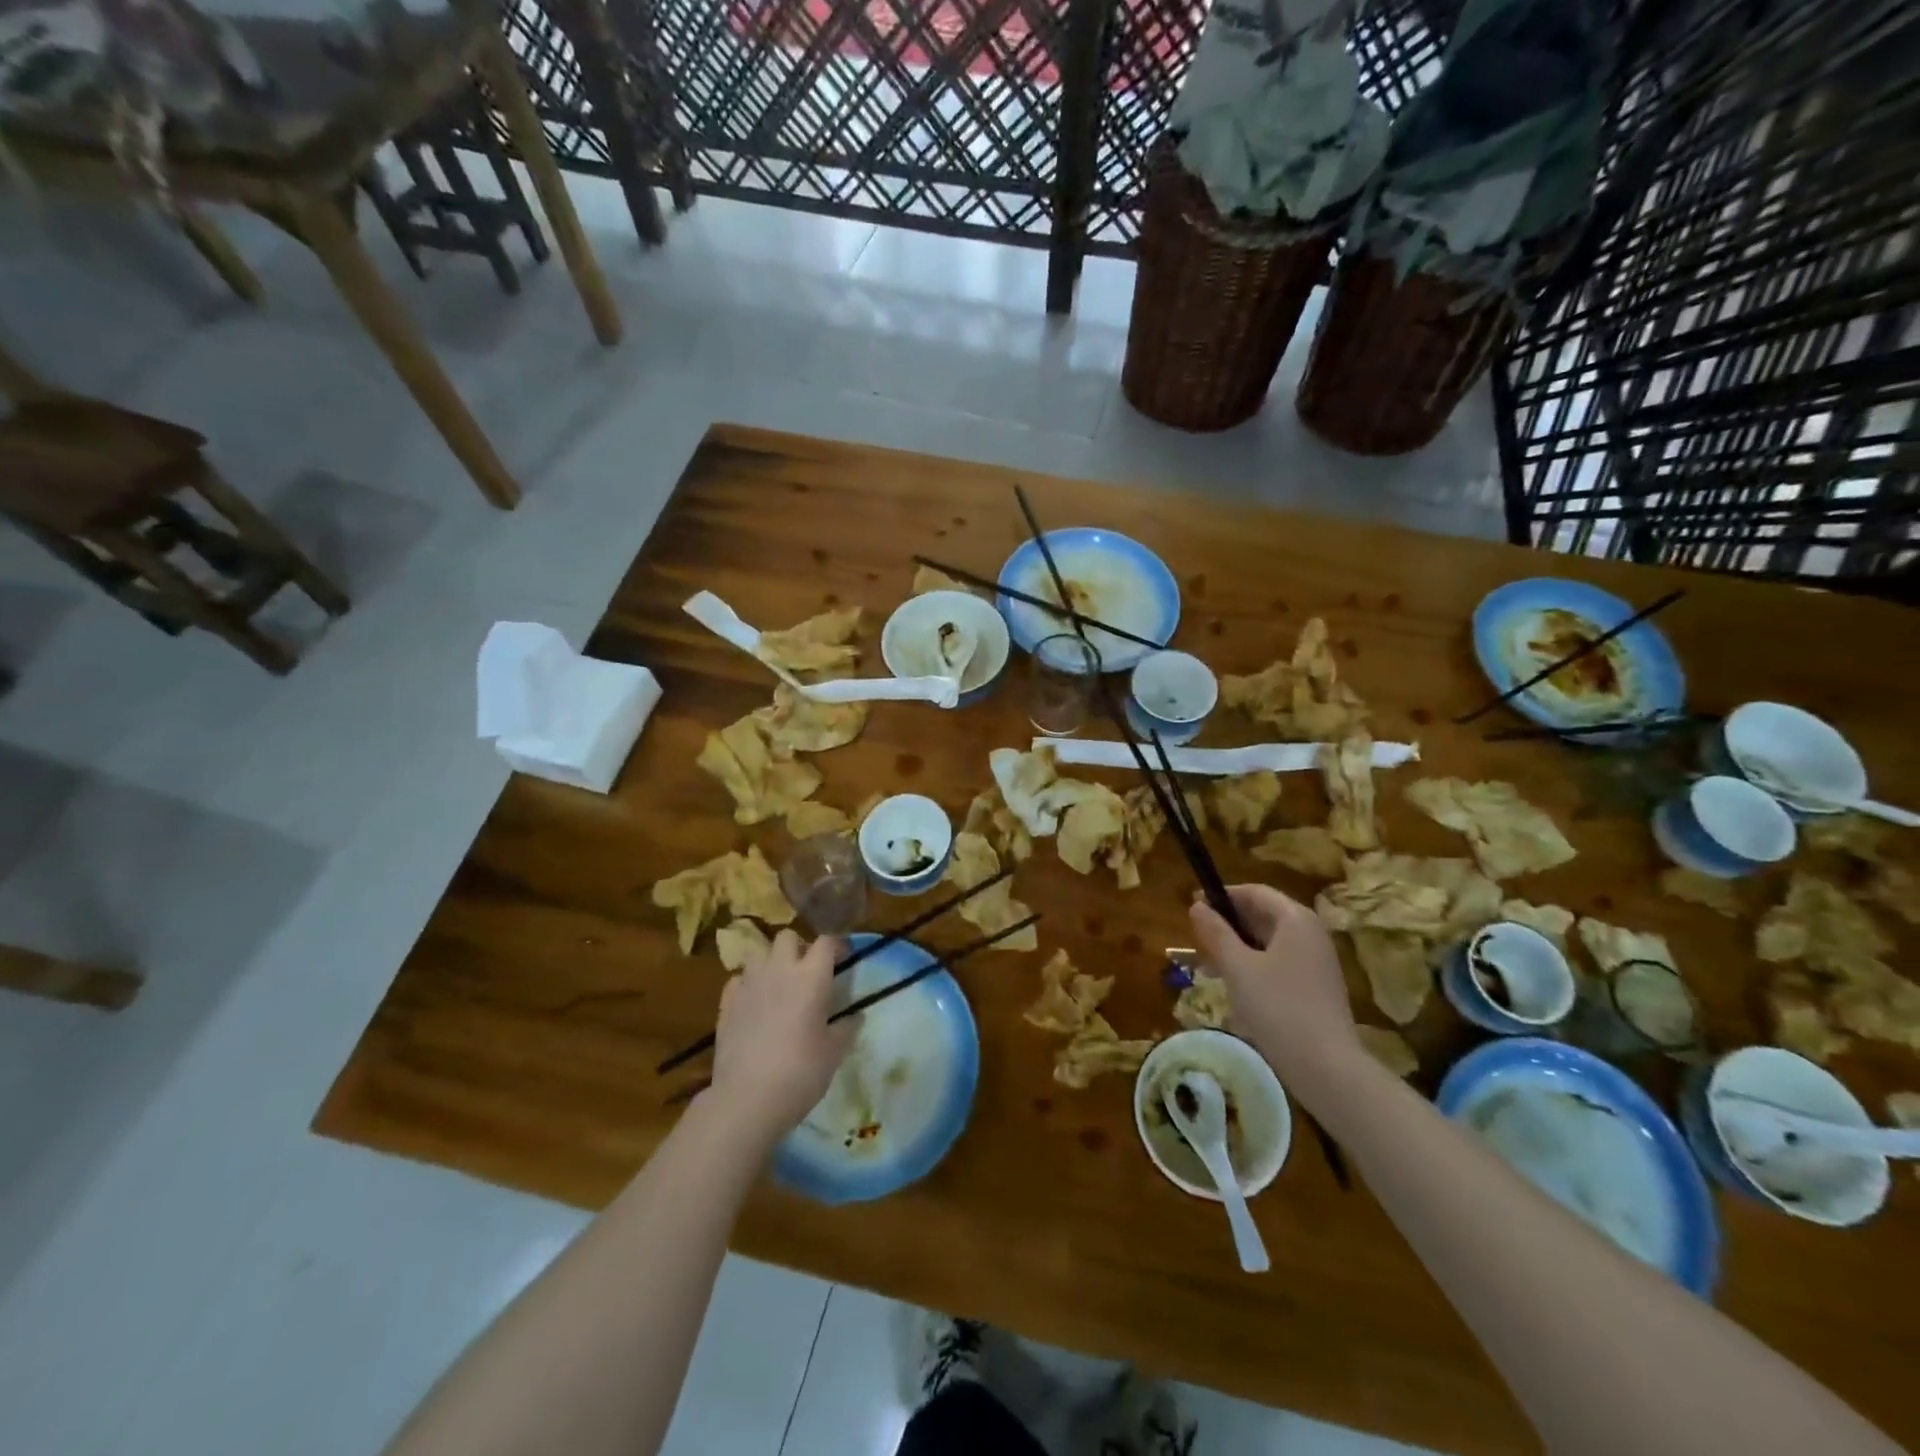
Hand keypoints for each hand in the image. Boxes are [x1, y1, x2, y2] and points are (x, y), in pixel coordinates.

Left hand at [708, 930, 855, 1138]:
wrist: (747, 1098)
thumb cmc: (800, 1073)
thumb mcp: (834, 1052)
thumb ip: (846, 1028)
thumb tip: (856, 1016)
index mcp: (811, 977)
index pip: (826, 942)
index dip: (836, 946)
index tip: (843, 960)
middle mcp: (779, 970)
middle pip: (788, 937)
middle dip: (799, 947)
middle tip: (807, 971)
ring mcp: (749, 983)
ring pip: (759, 953)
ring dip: (771, 962)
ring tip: (779, 984)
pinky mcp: (726, 1002)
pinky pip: (738, 978)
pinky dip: (748, 983)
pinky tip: (754, 1002)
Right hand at [1190, 884, 1361, 1093]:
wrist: (1326, 1067)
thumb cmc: (1277, 1007)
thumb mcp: (1237, 967)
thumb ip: (1215, 932)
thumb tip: (1197, 906)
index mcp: (1295, 919)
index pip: (1254, 892)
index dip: (1222, 896)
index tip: (1192, 906)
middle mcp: (1311, 933)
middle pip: (1263, 915)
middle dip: (1228, 925)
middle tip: (1197, 941)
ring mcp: (1317, 961)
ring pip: (1269, 942)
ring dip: (1237, 948)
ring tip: (1208, 967)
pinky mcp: (1317, 987)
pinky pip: (1279, 963)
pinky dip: (1254, 966)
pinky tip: (1235, 988)